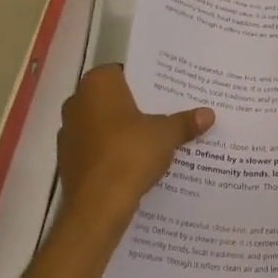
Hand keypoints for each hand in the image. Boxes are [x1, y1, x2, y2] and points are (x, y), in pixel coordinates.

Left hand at [57, 65, 212, 232]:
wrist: (97, 206)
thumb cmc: (130, 154)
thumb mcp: (166, 135)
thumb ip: (185, 122)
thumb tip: (209, 114)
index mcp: (97, 85)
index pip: (123, 71)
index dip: (145, 80)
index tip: (166, 90)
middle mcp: (77, 102)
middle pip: (112, 98)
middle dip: (135, 105)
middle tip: (165, 112)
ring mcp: (68, 132)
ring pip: (102, 123)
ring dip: (122, 130)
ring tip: (153, 138)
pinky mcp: (68, 160)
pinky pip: (96, 148)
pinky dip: (112, 151)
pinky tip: (134, 162)